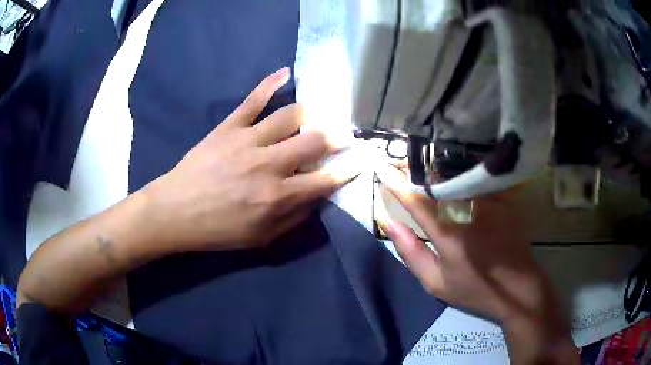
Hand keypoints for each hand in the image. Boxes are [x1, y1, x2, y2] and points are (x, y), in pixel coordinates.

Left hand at [143, 68, 358, 251]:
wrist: (175, 212)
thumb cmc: (218, 230)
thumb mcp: (261, 238)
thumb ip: (295, 218)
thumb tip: (319, 198)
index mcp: (278, 197)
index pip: (325, 179)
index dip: (347, 169)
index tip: (360, 160)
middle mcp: (269, 165)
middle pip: (315, 140)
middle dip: (337, 136)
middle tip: (344, 133)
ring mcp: (248, 141)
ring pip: (290, 115)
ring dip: (310, 113)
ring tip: (317, 114)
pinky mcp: (229, 127)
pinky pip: (253, 99)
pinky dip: (270, 83)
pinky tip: (286, 72)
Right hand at [374, 160, 578, 363]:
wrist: (519, 287)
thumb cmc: (475, 289)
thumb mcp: (436, 283)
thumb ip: (411, 253)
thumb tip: (390, 224)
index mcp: (449, 235)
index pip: (416, 202)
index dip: (396, 184)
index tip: (381, 168)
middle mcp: (470, 212)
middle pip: (438, 181)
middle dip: (415, 169)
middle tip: (399, 161)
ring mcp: (490, 203)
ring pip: (459, 176)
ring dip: (438, 168)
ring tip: (423, 162)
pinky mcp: (505, 200)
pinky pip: (478, 181)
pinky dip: (462, 175)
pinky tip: (454, 172)